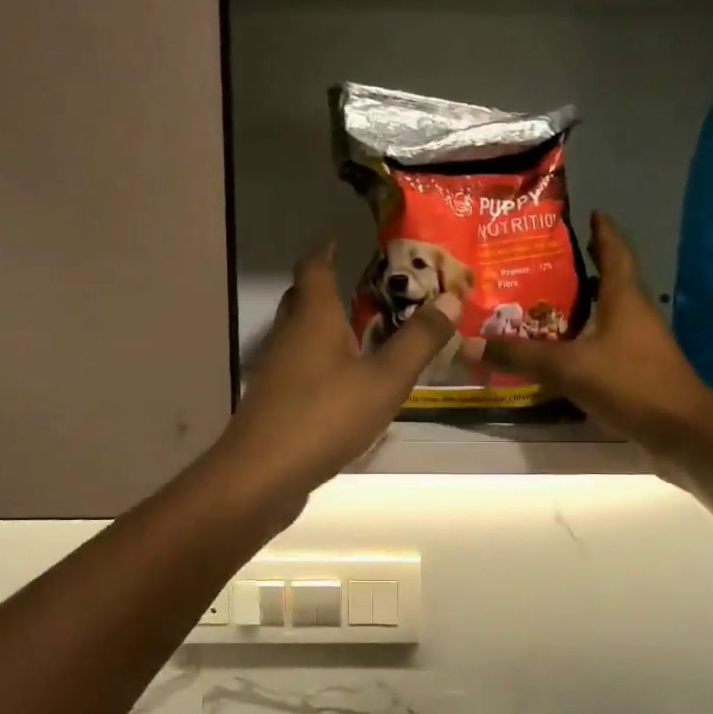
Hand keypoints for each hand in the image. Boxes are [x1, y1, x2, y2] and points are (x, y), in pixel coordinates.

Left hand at [208, 242, 458, 507]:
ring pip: (302, 336)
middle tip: (368, 285)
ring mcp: (278, 371)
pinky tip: (349, 383)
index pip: (315, 267)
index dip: (328, 248)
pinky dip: (325, 362)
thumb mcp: (384, 379)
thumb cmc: (325, 417)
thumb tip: (451, 297)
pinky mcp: (276, 403)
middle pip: (304, 298)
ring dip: (329, 327)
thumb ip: (418, 341)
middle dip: (330, 286)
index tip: (345, 238)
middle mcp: (290, 336)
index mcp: (313, 318)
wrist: (262, 475)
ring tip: (367, 331)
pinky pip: (303, 368)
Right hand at [475, 212, 712, 451]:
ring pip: (605, 312)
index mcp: (624, 296)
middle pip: (608, 279)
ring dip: (578, 304)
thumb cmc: (630, 383)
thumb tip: (468, 345)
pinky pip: (603, 342)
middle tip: (541, 261)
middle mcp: (634, 312)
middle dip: (580, 267)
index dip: (602, 229)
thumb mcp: (568, 367)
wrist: (681, 431)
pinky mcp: (636, 369)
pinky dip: (581, 338)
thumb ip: (520, 356)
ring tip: (539, 302)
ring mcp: (638, 342)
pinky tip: (557, 350)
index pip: (614, 249)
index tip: (588, 212)